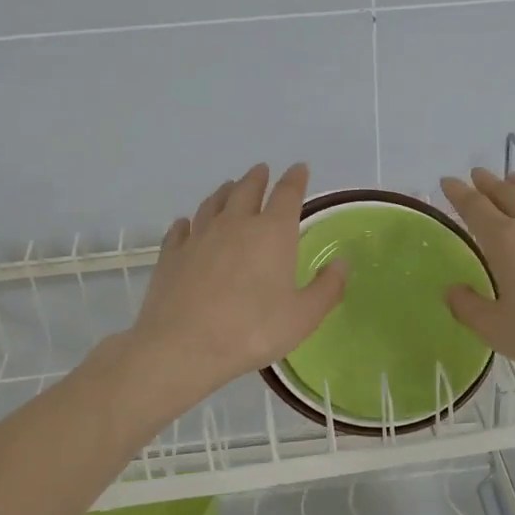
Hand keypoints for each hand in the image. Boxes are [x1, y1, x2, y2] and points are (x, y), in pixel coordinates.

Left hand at [126, 162, 345, 409]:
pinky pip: (181, 229)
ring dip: (224, 192)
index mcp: (272, 232)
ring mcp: (199, 237)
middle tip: (262, 170)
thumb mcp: (304, 316)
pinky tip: (186, 224)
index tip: (300, 168)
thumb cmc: (253, 329)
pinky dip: (187, 223)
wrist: (183, 346)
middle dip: (258, 178)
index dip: (296, 179)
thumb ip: (327, 287)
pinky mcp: (172, 254)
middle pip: (247, 190)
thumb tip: (342, 262)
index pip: (288, 194)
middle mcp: (235, 224)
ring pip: (213, 204)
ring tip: (228, 187)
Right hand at [440, 168, 514, 388]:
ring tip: (511, 177)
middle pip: (507, 194)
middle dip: (488, 184)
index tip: (447, 181)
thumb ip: (470, 308)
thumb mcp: (499, 330)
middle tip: (476, 174)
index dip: (459, 194)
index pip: (476, 208)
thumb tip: (451, 290)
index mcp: (506, 241)